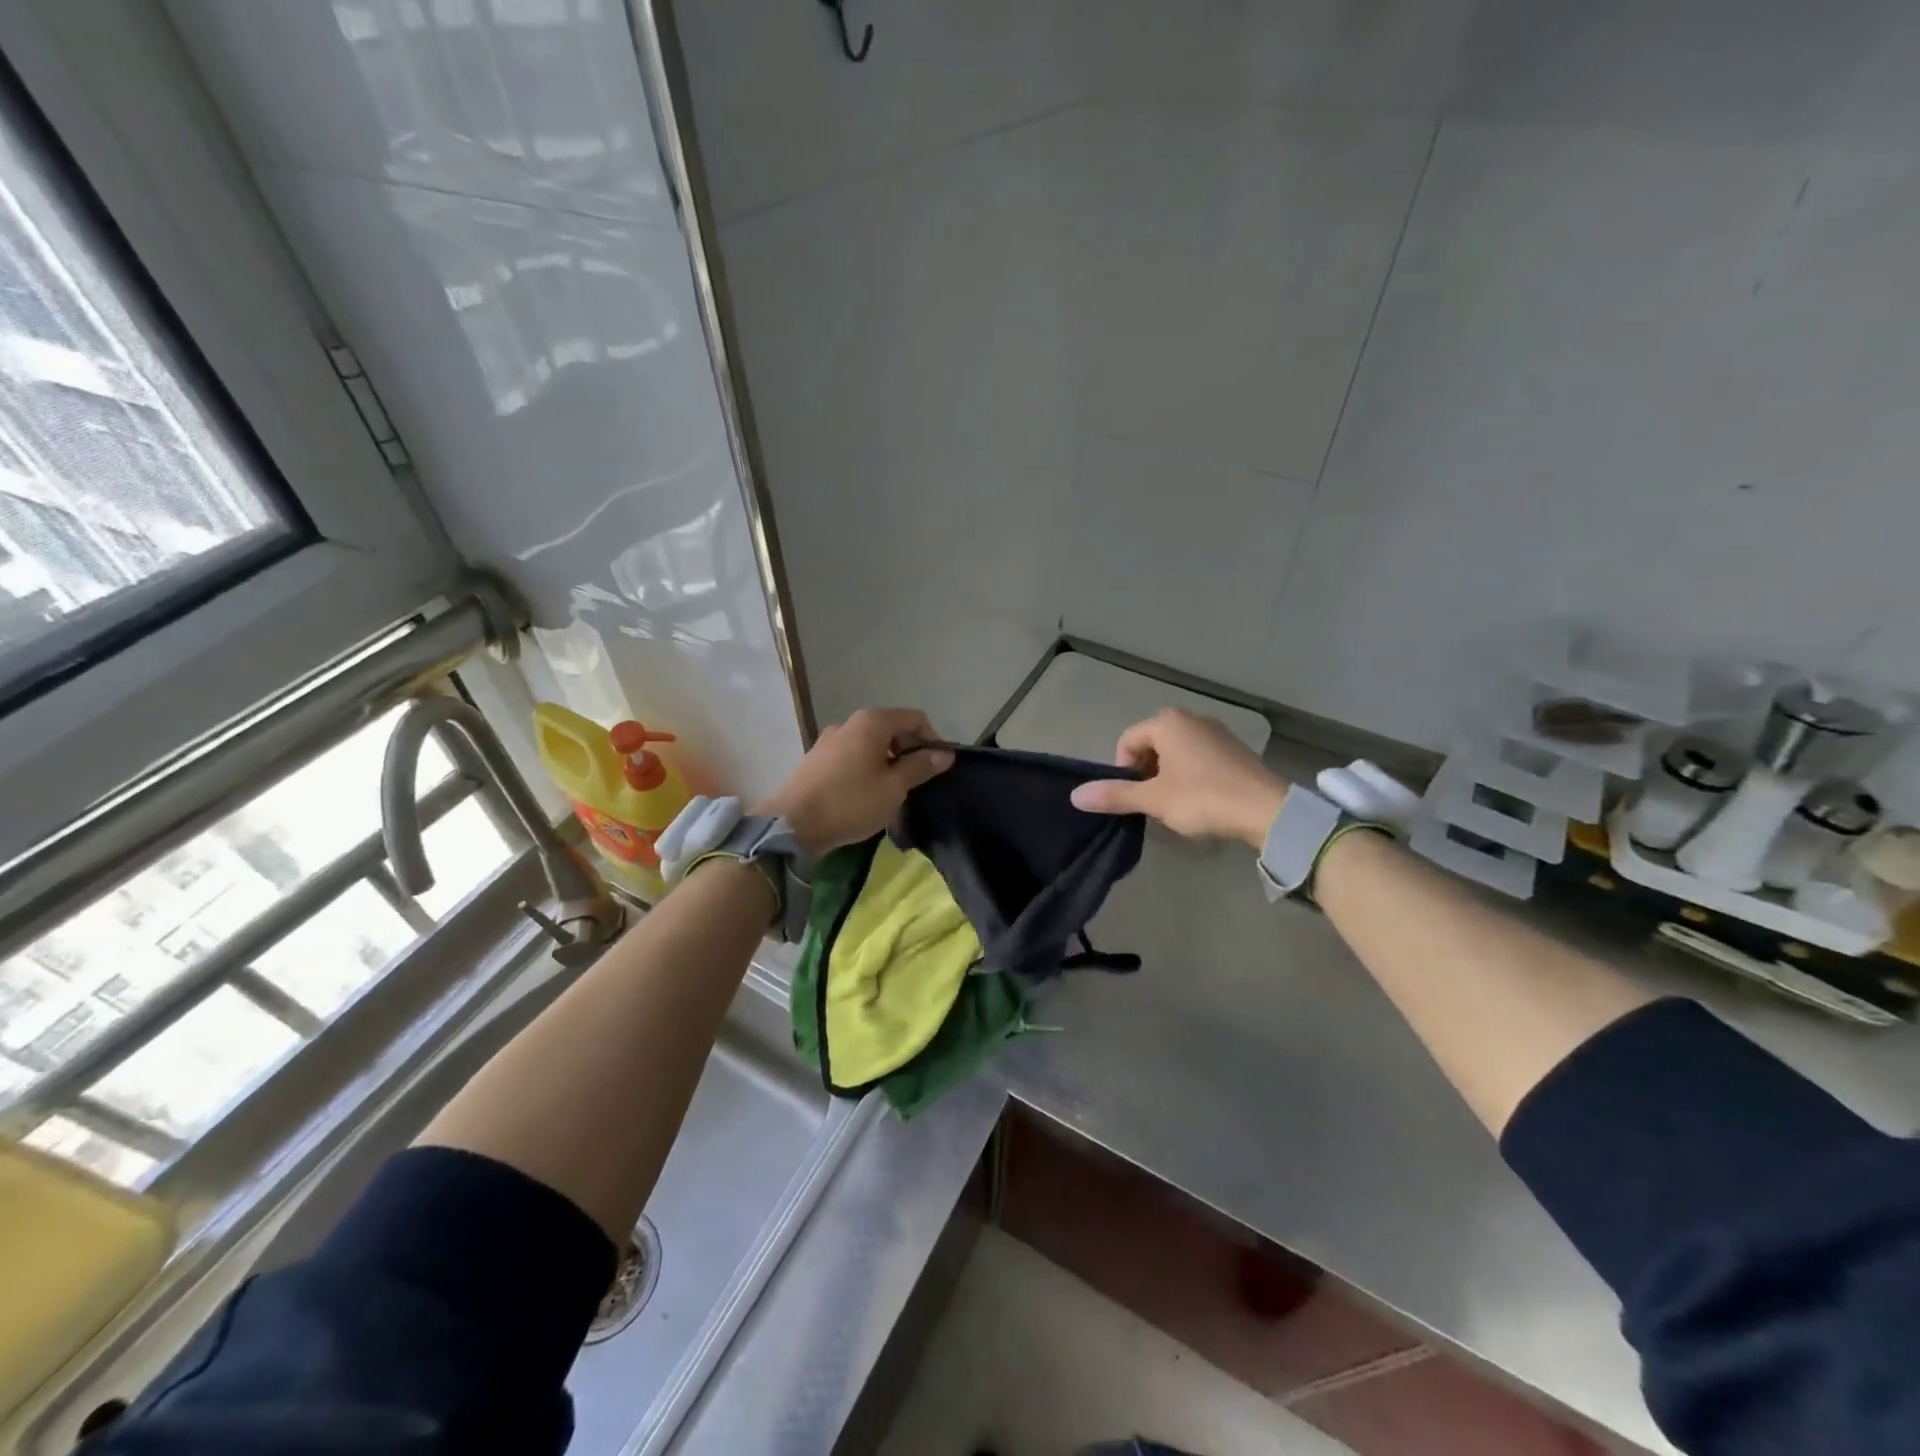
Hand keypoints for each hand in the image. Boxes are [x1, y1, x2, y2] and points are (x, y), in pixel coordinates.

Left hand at [757, 708, 953, 855]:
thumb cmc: (850, 802)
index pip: (915, 718)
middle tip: (919, 781)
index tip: (939, 766)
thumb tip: (944, 754)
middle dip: (910, 750)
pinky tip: (867, 794)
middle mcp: (850, 723)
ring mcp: (829, 740)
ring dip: (888, 761)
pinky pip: (852, 756)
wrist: (792, 824)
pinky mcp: (816, 759)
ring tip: (895, 790)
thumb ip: (920, 767)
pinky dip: (868, 767)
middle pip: (892, 728)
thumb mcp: (893, 788)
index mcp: (872, 722)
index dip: (933, 739)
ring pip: (871, 744)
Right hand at [1069, 708, 1288, 848]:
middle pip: (1151, 744)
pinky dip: (1190, 774)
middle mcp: (1190, 718)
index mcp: (1167, 722)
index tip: (1135, 797)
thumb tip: (1075, 796)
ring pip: (1175, 751)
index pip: (1127, 741)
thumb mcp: (1154, 799)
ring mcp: (1216, 731)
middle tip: (1153, 802)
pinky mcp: (1234, 748)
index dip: (1123, 771)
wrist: (1266, 809)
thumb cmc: (1202, 798)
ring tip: (1176, 804)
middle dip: (1145, 772)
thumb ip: (1115, 795)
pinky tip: (1200, 798)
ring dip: (1167, 775)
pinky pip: (1198, 756)